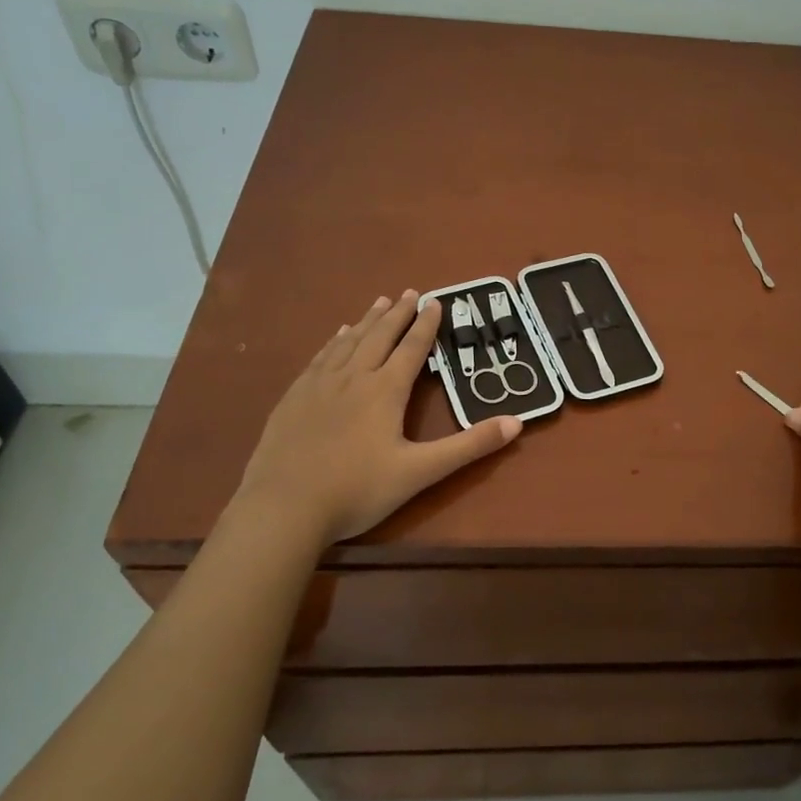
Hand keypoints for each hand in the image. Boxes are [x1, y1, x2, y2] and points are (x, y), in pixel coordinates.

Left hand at [229, 292, 522, 549]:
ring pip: (348, 342)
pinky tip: (336, 337)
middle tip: (410, 292)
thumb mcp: (421, 472)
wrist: (283, 507)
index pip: (411, 349)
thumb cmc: (357, 490)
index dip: (426, 325)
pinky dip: (334, 341)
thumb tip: (517, 423)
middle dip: (397, 314)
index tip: (436, 301)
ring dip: (367, 321)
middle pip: (379, 337)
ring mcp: (319, 386)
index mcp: (385, 391)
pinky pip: (320, 358)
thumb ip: (469, 446)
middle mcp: (353, 378)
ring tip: (378, 302)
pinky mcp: (294, 398)